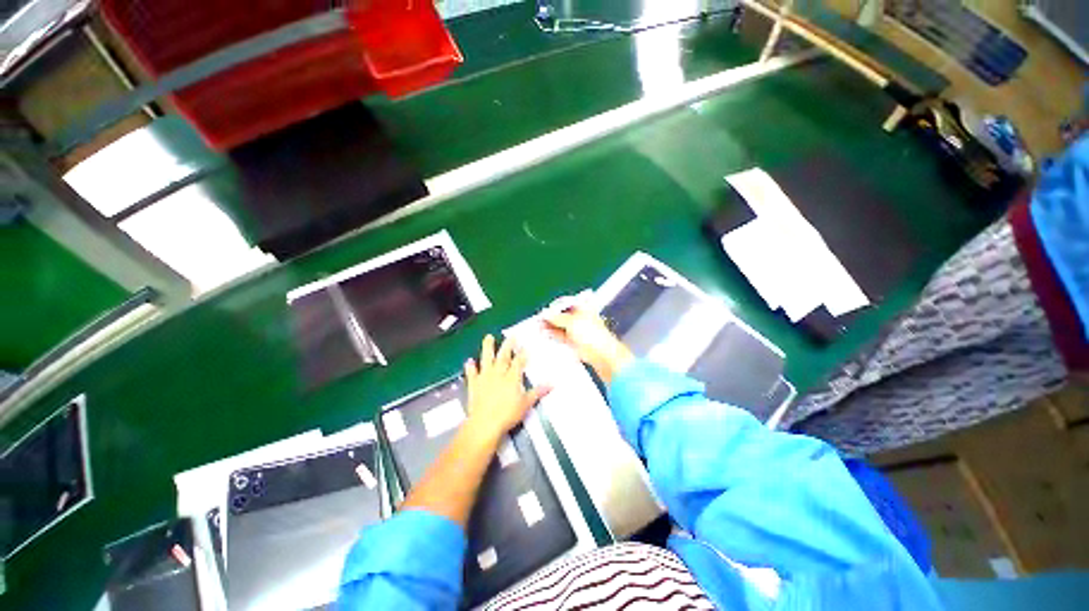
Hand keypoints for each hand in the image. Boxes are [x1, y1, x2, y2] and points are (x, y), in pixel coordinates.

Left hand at [463, 335, 549, 439]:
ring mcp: (485, 378)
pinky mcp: (474, 385)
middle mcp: (498, 373)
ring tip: (488, 337)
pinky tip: (469, 361)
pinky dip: (470, 367)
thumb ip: (537, 392)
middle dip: (508, 345)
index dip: (522, 354)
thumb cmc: (507, 414)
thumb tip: (551, 385)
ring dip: (488, 348)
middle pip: (503, 356)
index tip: (525, 347)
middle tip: (511, 336)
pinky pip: (472, 374)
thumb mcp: (526, 404)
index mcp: (512, 377)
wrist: (484, 423)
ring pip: (486, 359)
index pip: (518, 362)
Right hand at [543, 302, 632, 383]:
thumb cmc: (592, 335)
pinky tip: (546, 335)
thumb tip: (545, 314)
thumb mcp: (572, 322)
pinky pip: (563, 336)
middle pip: (563, 315)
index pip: (566, 303)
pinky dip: (554, 335)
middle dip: (551, 317)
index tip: (543, 312)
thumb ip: (557, 318)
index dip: (554, 307)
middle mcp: (582, 318)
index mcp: (584, 308)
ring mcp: (579, 331)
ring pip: (562, 326)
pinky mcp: (576, 342)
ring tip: (539, 328)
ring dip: (551, 327)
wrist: (603, 355)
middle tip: (538, 320)